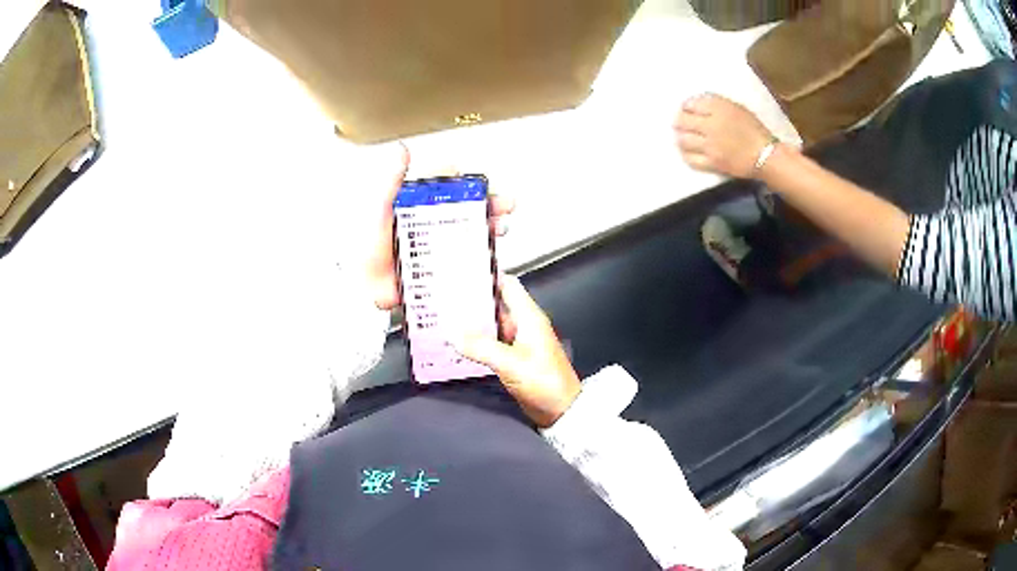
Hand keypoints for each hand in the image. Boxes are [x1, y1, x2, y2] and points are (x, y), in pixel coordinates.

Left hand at [366, 144, 515, 309]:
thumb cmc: (366, 247)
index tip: (479, 180)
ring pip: (473, 234)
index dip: (467, 183)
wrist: (363, 289)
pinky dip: (484, 263)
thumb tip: (401, 151)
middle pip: (469, 210)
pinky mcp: (442, 270)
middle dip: (490, 205)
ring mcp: (439, 248)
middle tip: (504, 204)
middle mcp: (432, 225)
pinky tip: (492, 261)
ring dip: (491, 229)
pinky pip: (468, 264)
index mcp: (419, 206)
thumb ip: (392, 182)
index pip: (449, 188)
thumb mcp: (379, 209)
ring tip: (500, 228)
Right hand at [454, 276, 580, 428]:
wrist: (561, 410)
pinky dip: (474, 341)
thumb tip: (450, 332)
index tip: (461, 271)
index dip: (486, 275)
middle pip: (495, 303)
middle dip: (471, 299)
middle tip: (442, 295)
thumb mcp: (511, 363)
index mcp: (528, 317)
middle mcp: (523, 324)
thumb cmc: (543, 381)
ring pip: (490, 324)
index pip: (507, 285)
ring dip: (470, 321)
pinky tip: (455, 342)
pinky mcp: (513, 358)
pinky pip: (490, 343)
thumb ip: (480, 347)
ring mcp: (518, 342)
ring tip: (442, 315)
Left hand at [674, 94, 774, 178]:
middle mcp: (711, 125)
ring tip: (685, 136)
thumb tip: (696, 105)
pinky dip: (686, 154)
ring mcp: (710, 146)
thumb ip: (716, 104)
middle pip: (682, 120)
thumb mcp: (736, 108)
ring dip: (681, 136)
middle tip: (681, 122)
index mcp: (719, 108)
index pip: (691, 103)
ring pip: (683, 139)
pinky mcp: (712, 163)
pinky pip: (691, 159)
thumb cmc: (754, 129)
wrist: (766, 155)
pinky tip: (689, 151)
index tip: (688, 109)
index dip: (687, 106)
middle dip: (680, 120)